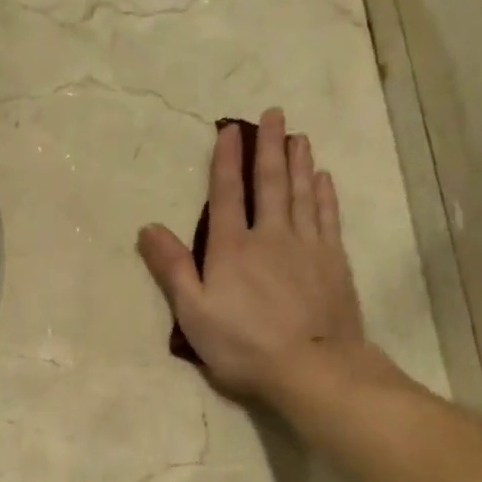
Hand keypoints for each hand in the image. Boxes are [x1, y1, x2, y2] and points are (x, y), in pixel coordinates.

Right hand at [138, 108, 377, 405]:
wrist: (313, 368)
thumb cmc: (244, 346)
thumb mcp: (194, 314)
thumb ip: (172, 269)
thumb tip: (148, 228)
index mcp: (232, 249)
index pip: (226, 195)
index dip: (226, 160)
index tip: (230, 129)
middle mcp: (270, 236)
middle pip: (269, 183)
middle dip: (269, 147)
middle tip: (274, 114)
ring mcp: (307, 246)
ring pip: (301, 193)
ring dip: (298, 162)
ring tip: (298, 136)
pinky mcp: (333, 261)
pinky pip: (328, 217)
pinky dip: (324, 194)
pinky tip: (322, 179)